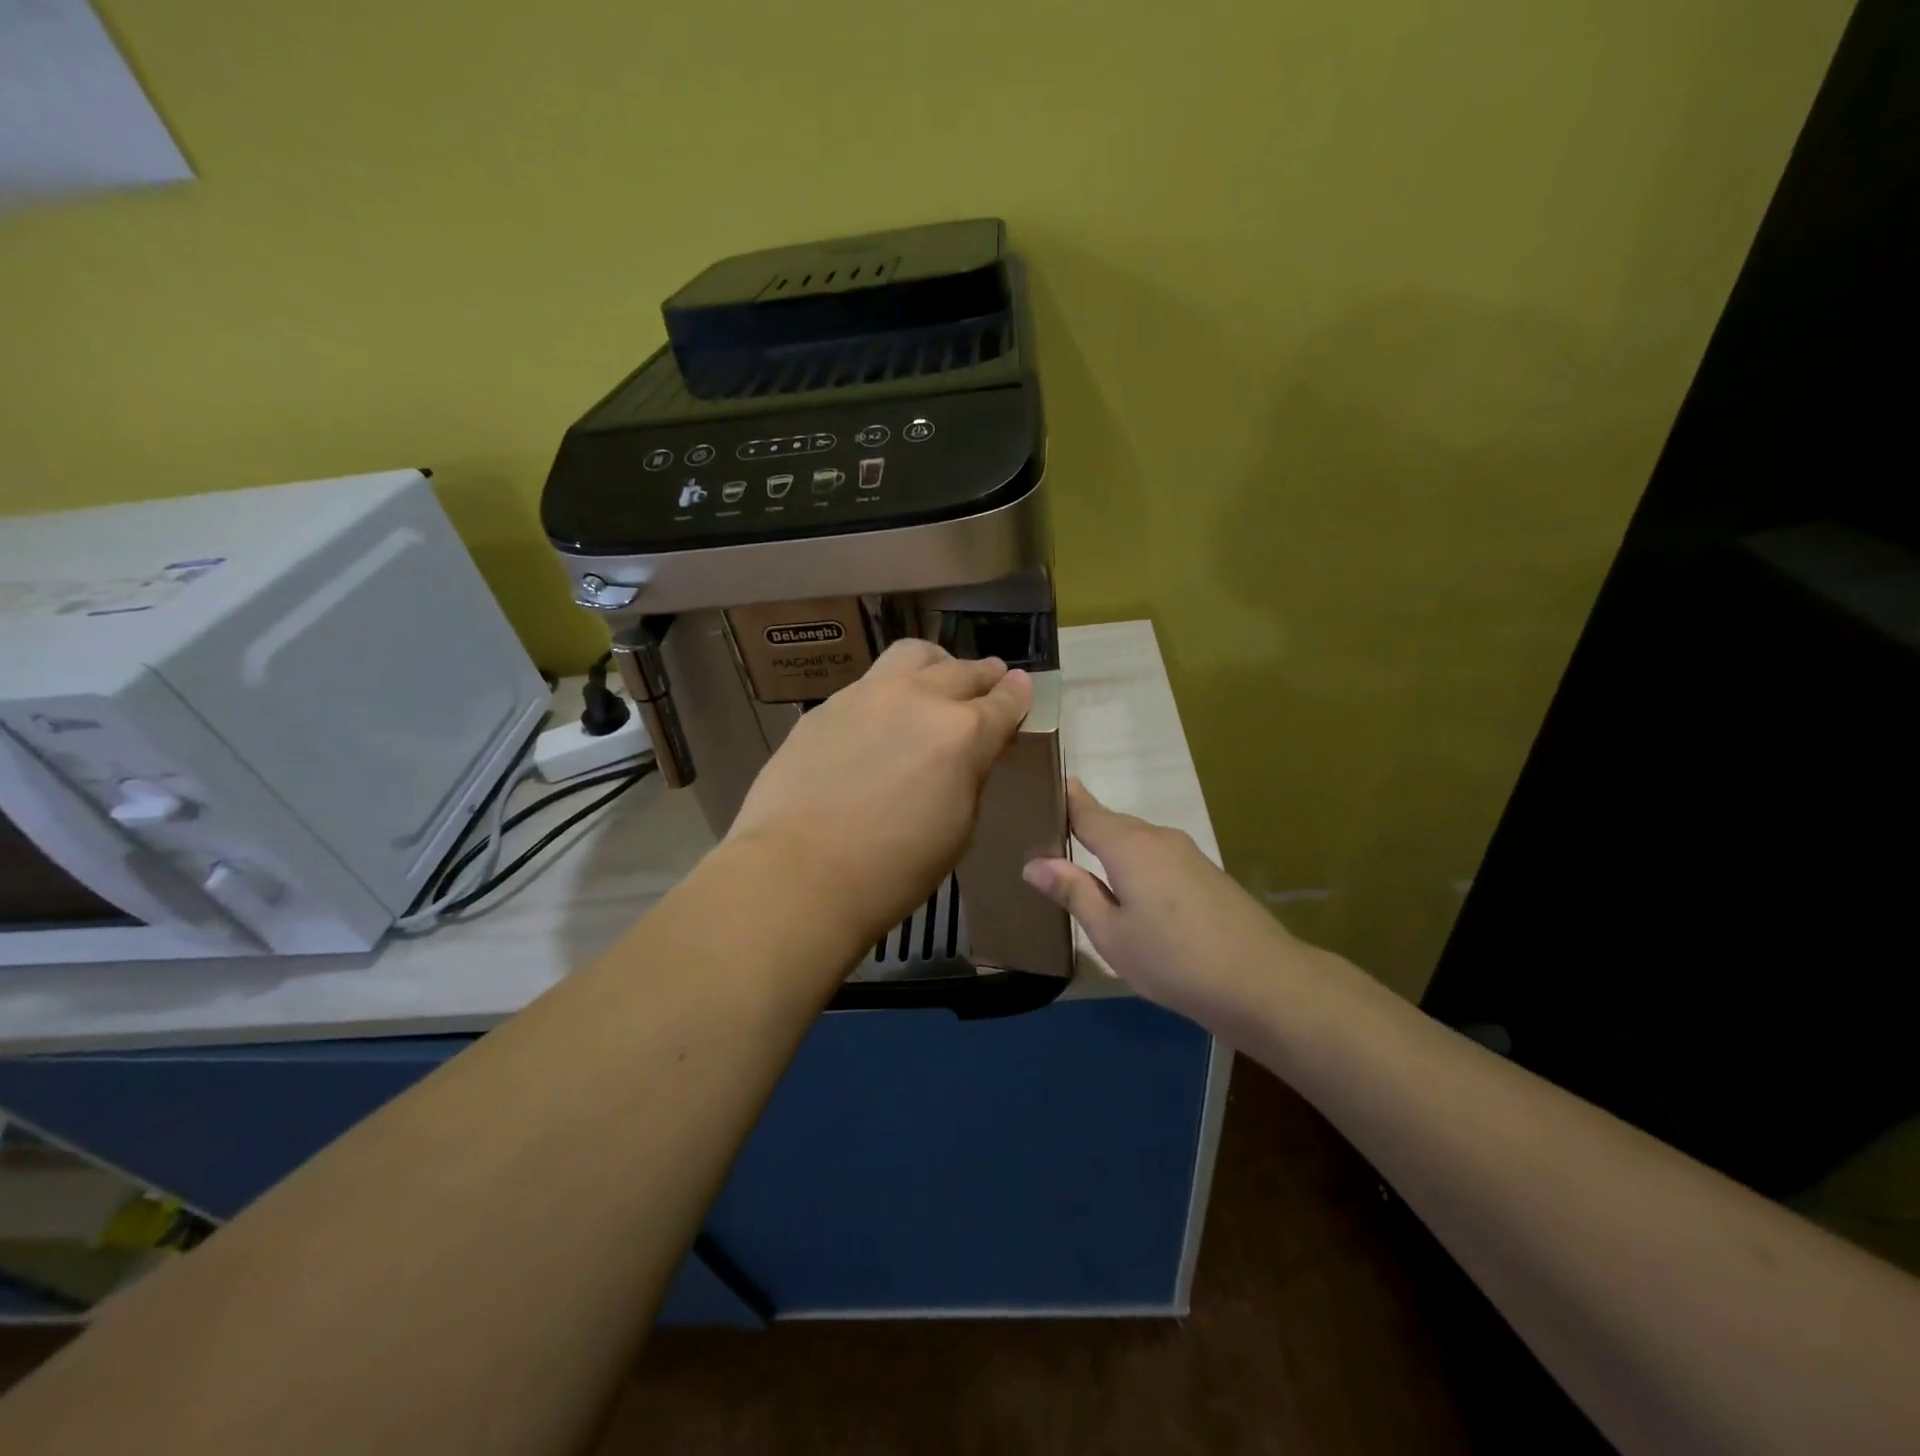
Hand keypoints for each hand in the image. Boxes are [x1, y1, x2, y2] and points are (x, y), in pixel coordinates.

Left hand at [724, 639, 1033, 945]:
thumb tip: (968, 754)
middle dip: (984, 674)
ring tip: (935, 678)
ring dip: (936, 664)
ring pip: (913, 655)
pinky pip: (870, 682)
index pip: (1005, 701)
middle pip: (963, 670)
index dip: (1018, 694)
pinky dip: (890, 689)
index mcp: (964, 734)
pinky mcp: (828, 705)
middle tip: (988, 681)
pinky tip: (881, 716)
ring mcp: (869, 695)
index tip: (1021, 687)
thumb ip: (968, 777)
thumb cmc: (893, 869)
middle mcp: (920, 699)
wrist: (800, 872)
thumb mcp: (957, 829)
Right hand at [1021, 778, 1310, 1020]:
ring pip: (1137, 840)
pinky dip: (1135, 862)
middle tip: (1048, 834)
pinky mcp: (1206, 873)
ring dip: (1110, 846)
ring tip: (1082, 863)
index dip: (1064, 798)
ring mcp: (1187, 853)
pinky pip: (1157, 855)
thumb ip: (1074, 892)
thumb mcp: (1111, 933)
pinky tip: (1129, 888)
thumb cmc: (1173, 959)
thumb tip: (1033, 862)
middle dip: (1083, 824)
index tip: (1038, 788)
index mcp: (1128, 846)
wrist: (1263, 981)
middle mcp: (1158, 837)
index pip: (1086, 810)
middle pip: (1112, 822)